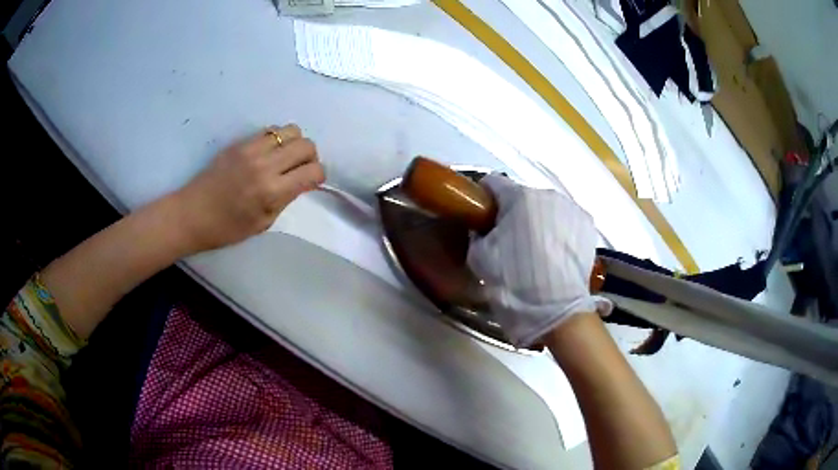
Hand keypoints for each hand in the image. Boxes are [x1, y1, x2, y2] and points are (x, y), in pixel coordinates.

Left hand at [173, 124, 325, 251]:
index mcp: (272, 192)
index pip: (313, 171)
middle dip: (310, 157)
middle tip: (299, 169)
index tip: (310, 183)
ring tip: (283, 158)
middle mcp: (265, 165)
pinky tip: (266, 154)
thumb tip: (301, 182)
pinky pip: (269, 131)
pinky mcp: (239, 142)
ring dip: (294, 144)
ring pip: (290, 130)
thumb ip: (285, 199)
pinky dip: (276, 140)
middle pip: (306, 145)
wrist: (191, 214)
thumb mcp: (263, 223)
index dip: (318, 177)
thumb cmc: (227, 228)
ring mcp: (251, 149)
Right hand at [467, 175, 611, 346]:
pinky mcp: (588, 225)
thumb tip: (483, 228)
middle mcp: (547, 195)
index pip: (493, 183)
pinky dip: (558, 231)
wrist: (556, 310)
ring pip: (546, 209)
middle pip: (523, 197)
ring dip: (538, 222)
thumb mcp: (480, 258)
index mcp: (519, 197)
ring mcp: (571, 209)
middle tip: (508, 240)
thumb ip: (477, 234)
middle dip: (514, 213)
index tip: (481, 215)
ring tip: (537, 251)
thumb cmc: (513, 281)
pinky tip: (555, 254)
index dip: (483, 197)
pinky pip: (565, 221)